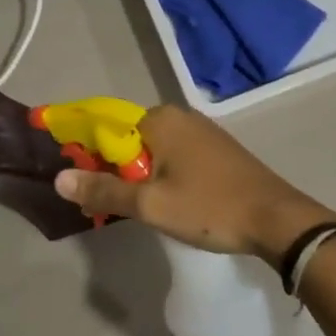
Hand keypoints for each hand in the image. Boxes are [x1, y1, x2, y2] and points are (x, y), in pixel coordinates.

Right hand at [53, 106, 335, 266]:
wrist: (277, 220)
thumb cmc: (209, 207)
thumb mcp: (150, 204)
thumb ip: (103, 191)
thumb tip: (59, 179)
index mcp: (159, 118)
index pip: (107, 130)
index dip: (90, 160)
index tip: (85, 192)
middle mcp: (179, 115)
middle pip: (129, 140)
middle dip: (114, 172)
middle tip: (108, 210)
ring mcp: (201, 131)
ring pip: (153, 152)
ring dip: (138, 178)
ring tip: (136, 212)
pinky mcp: (217, 149)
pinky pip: (174, 157)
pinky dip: (162, 177)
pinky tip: (167, 204)